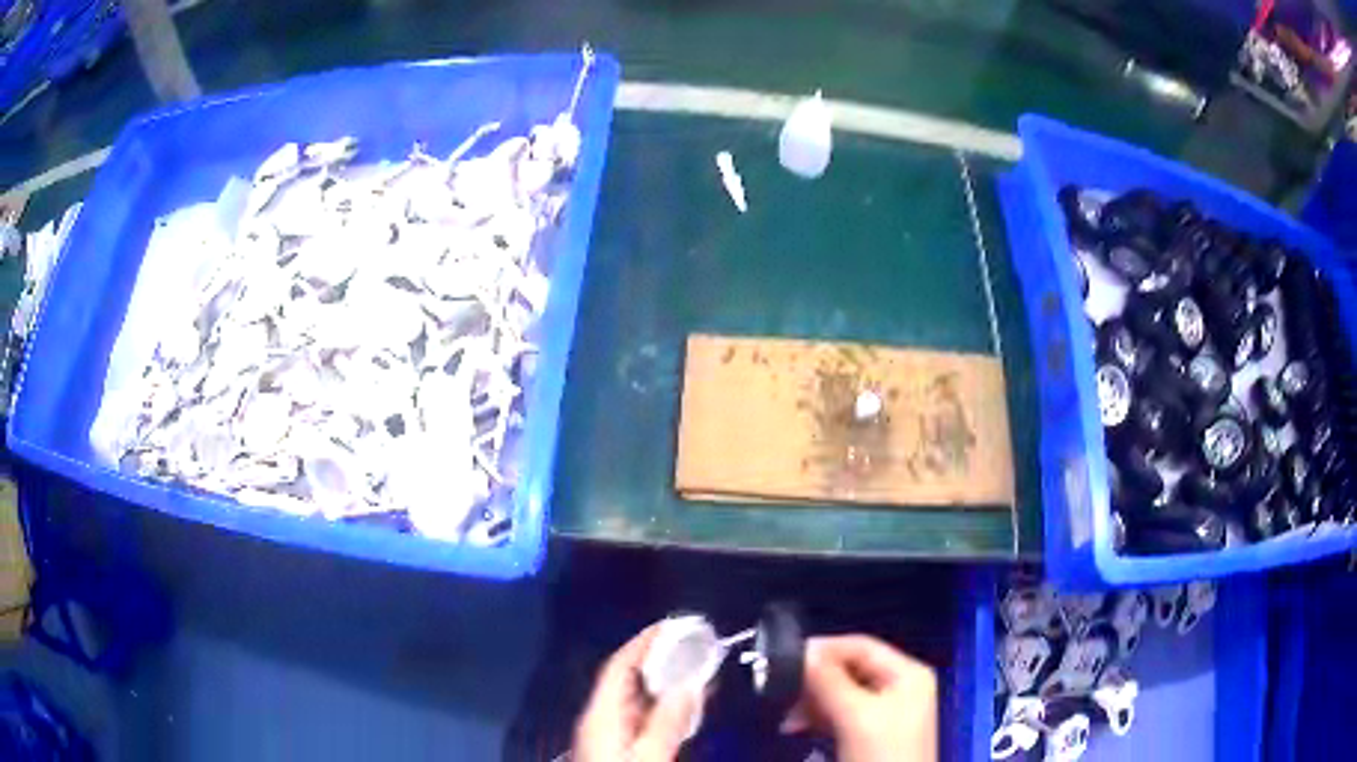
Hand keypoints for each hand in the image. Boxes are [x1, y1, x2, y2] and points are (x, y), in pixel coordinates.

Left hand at [573, 625, 701, 761]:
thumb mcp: (649, 752)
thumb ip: (668, 720)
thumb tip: (689, 686)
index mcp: (599, 712)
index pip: (618, 665)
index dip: (643, 641)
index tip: (669, 624)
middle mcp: (596, 717)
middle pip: (625, 678)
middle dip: (657, 659)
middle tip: (688, 643)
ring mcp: (602, 732)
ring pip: (633, 697)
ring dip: (661, 682)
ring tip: (692, 670)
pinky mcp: (611, 745)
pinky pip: (637, 714)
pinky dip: (658, 704)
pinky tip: (678, 707)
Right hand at [782, 635, 937, 761]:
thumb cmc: (882, 753)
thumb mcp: (856, 716)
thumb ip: (829, 681)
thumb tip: (799, 651)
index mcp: (907, 673)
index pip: (860, 645)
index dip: (823, 648)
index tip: (782, 658)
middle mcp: (899, 686)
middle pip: (849, 669)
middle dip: (814, 680)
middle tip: (779, 690)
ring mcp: (885, 711)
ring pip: (840, 693)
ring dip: (810, 702)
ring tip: (787, 718)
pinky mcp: (870, 733)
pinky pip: (839, 714)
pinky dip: (816, 717)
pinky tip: (796, 727)